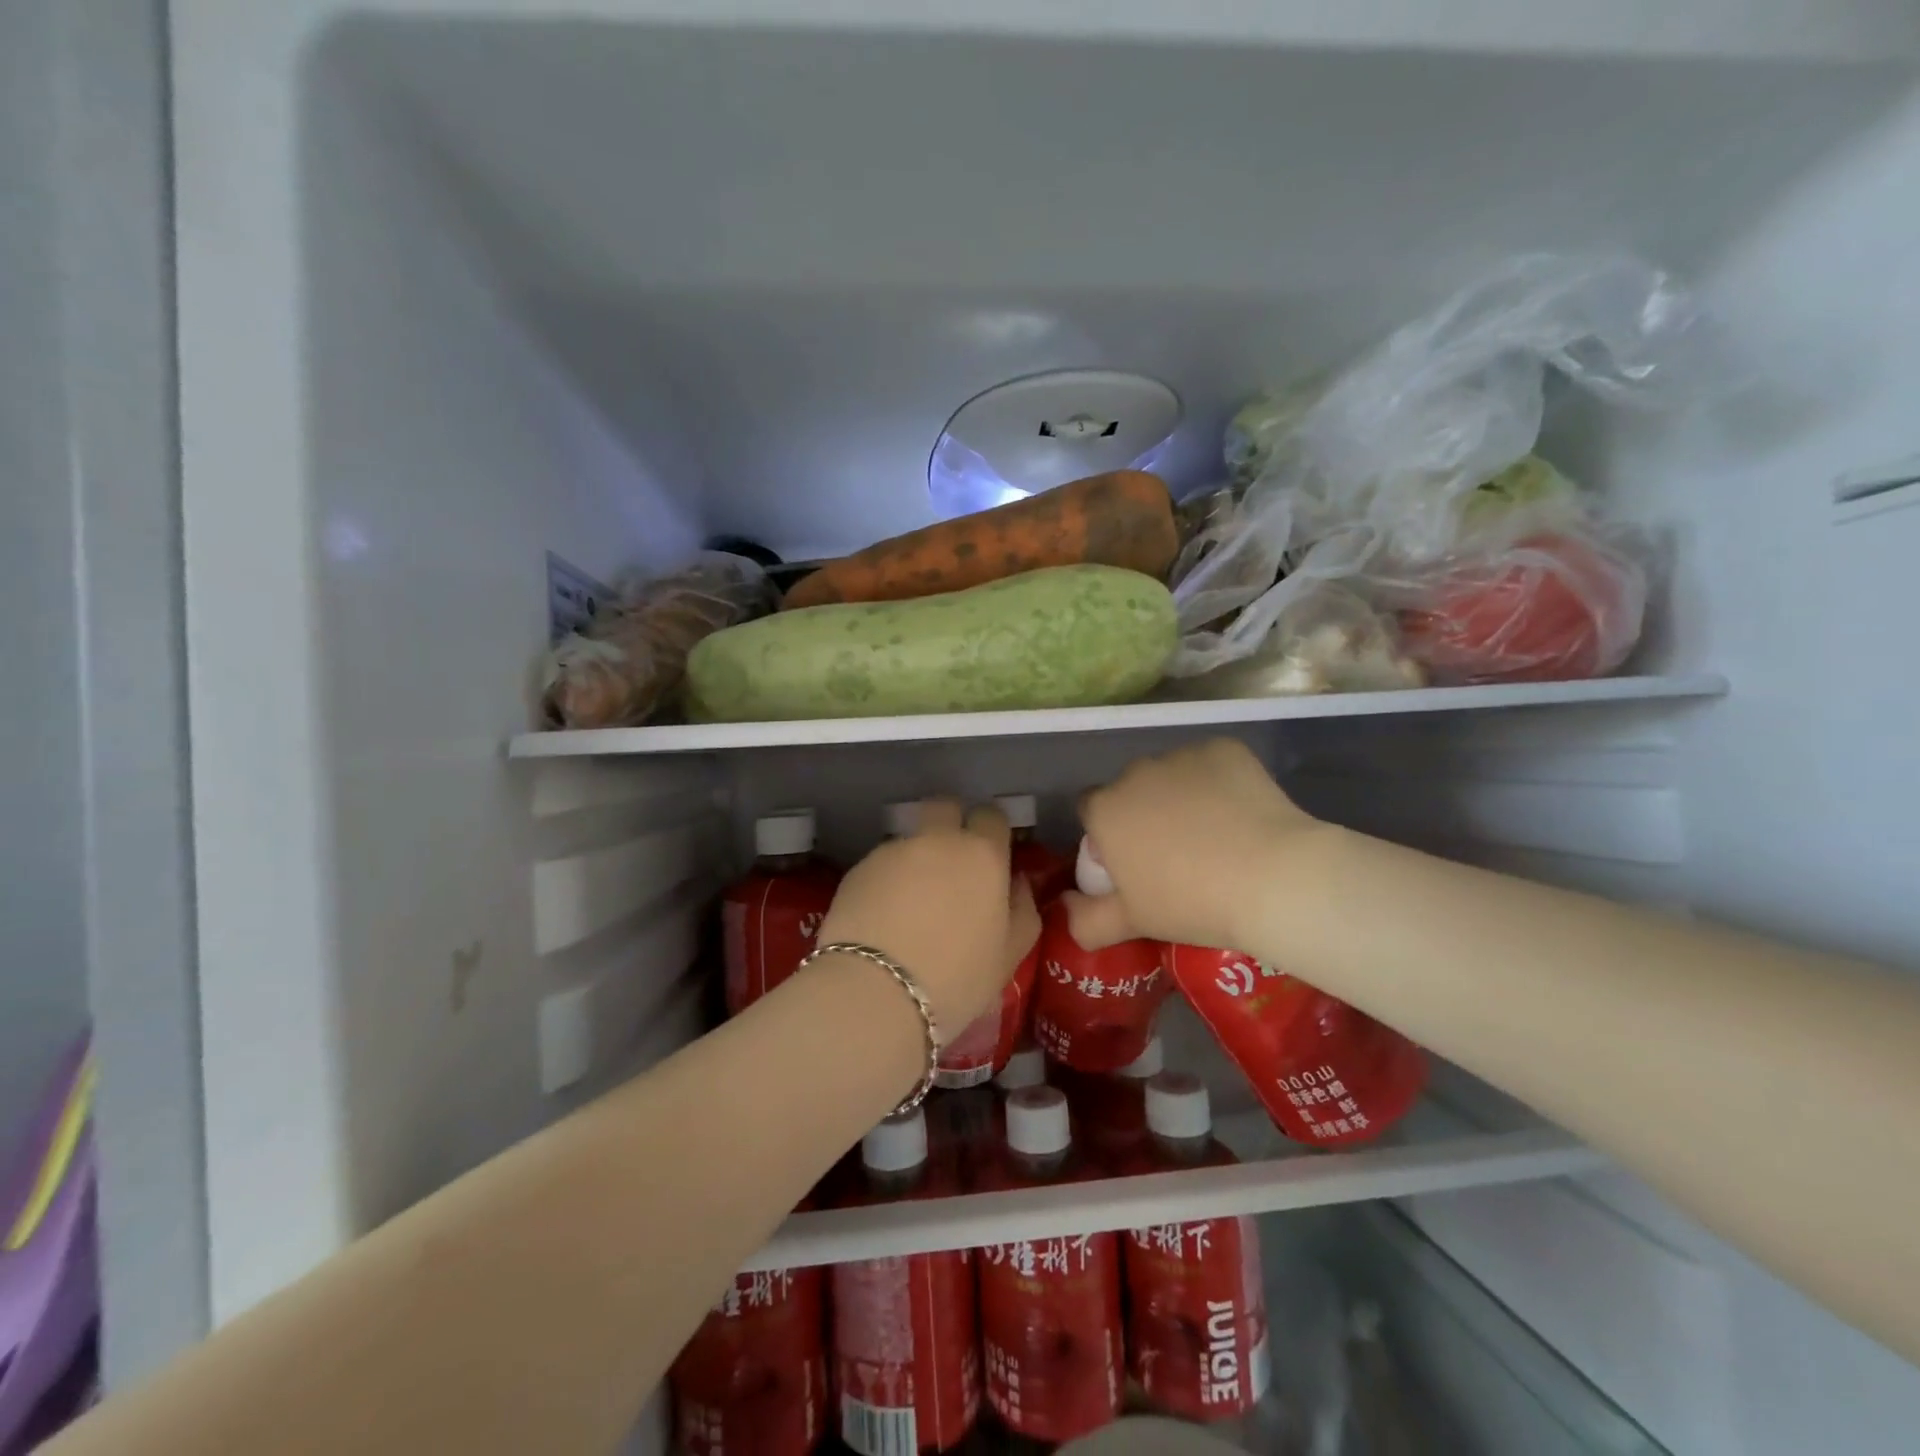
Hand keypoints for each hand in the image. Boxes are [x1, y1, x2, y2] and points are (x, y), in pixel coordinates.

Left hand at [815, 798, 1040, 1034]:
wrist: (876, 992)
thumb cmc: (957, 978)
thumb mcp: (1009, 955)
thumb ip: (1023, 910)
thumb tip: (1016, 883)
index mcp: (982, 855)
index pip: (991, 816)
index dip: (991, 833)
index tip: (990, 859)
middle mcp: (937, 841)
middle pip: (945, 807)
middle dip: (950, 824)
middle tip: (951, 866)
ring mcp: (893, 851)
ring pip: (911, 839)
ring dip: (916, 859)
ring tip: (911, 906)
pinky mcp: (857, 869)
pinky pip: (881, 865)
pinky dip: (886, 881)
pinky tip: (883, 919)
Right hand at [1066, 738, 1319, 951]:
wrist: (1272, 879)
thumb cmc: (1191, 903)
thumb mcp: (1133, 922)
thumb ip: (1087, 920)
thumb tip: (1065, 911)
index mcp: (1105, 810)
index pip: (1091, 811)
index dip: (1108, 835)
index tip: (1133, 861)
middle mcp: (1135, 773)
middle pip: (1131, 789)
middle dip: (1145, 812)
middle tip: (1177, 852)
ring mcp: (1181, 756)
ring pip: (1172, 774)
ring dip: (1181, 795)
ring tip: (1216, 834)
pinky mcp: (1223, 749)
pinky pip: (1211, 765)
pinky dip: (1219, 783)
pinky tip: (1241, 814)